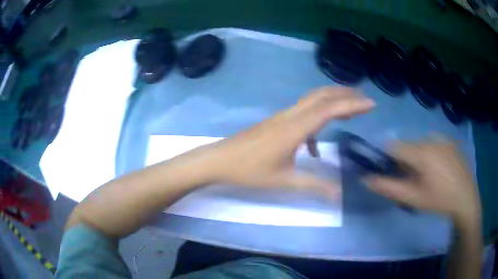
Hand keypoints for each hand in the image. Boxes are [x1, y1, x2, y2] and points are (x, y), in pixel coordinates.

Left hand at [207, 86, 374, 196]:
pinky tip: (316, 144)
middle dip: (345, 95)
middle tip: (364, 100)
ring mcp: (282, 117)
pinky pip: (302, 113)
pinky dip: (317, 120)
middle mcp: (290, 116)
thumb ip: (314, 185)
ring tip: (349, 112)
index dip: (352, 104)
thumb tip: (339, 194)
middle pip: (321, 96)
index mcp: (295, 128)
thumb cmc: (249, 171)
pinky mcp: (276, 122)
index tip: (371, 104)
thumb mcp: (284, 181)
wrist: (220, 160)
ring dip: (332, 102)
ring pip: (312, 101)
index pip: (330, 109)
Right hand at [367, 140, 480, 225]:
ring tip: (428, 176)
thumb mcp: (413, 198)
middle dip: (405, 160)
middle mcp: (431, 139)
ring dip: (418, 157)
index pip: (393, 146)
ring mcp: (442, 138)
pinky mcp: (450, 141)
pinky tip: (439, 169)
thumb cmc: (439, 200)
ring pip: (420, 144)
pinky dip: (430, 154)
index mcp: (421, 152)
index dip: (388, 159)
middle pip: (407, 145)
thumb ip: (389, 188)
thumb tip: (365, 179)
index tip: (395, 174)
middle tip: (414, 180)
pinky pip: (433, 143)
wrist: (466, 198)